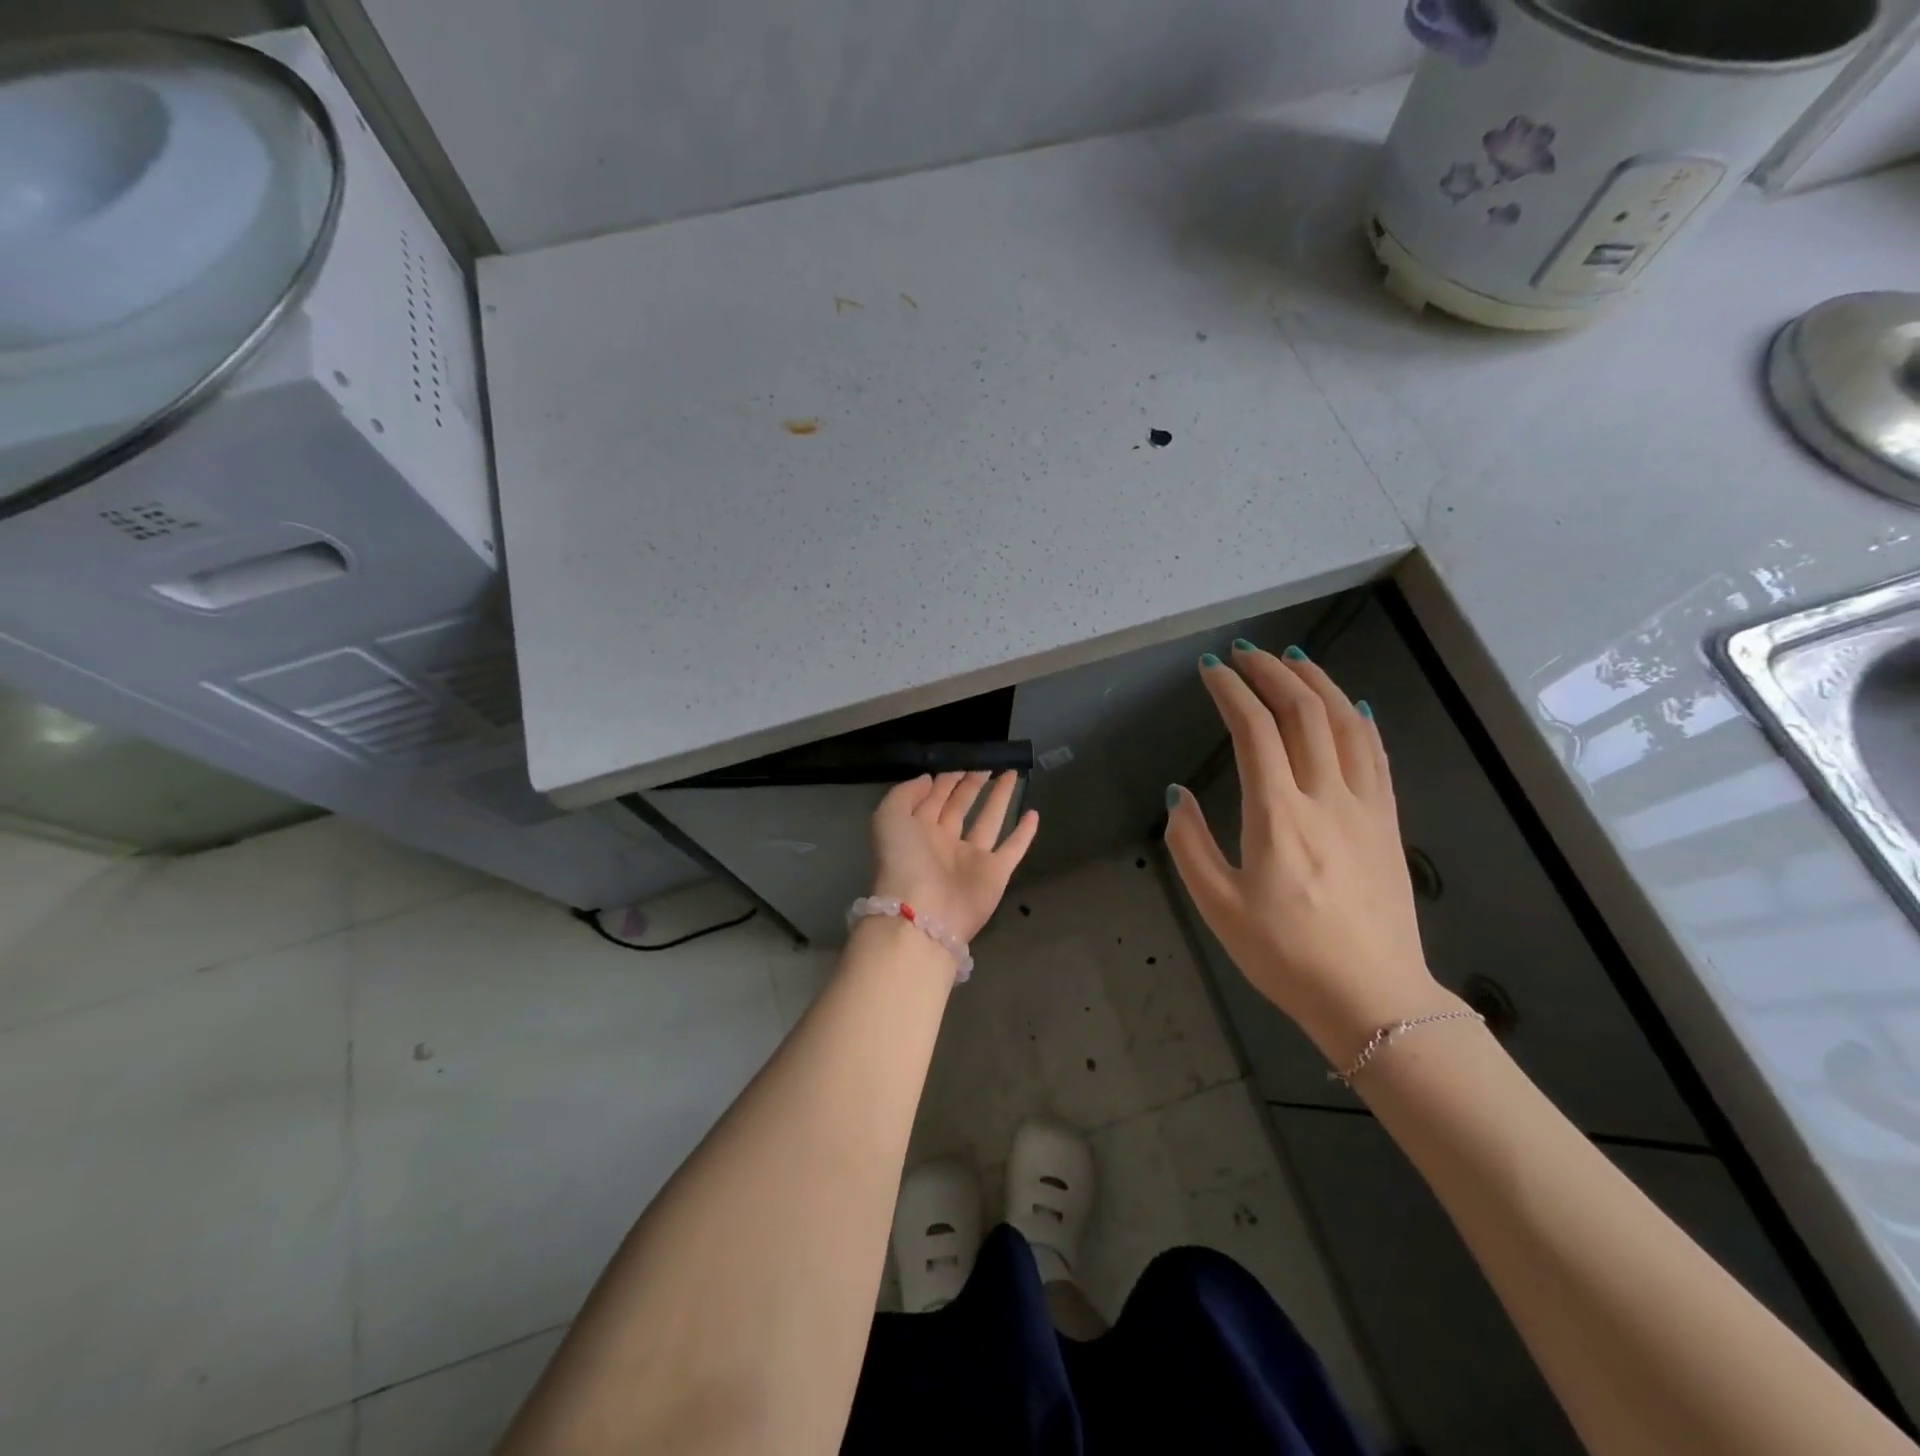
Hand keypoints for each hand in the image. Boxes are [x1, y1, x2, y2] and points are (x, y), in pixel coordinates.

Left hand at [870, 771, 1039, 941]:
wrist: (923, 914)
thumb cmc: (904, 861)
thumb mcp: (889, 817)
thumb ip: (905, 793)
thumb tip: (929, 778)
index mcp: (917, 830)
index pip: (933, 798)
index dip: (946, 779)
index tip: (962, 759)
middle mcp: (944, 842)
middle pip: (960, 806)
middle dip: (972, 784)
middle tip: (988, 763)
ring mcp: (971, 859)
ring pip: (988, 821)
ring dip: (1000, 798)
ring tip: (1012, 774)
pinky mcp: (995, 873)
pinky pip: (1012, 848)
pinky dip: (1024, 833)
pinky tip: (1034, 813)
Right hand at [1164, 644, 1454, 1063]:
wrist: (1372, 997)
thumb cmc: (1285, 955)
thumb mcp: (1217, 906)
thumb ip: (1189, 844)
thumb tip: (1178, 795)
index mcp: (1277, 815)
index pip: (1254, 730)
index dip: (1231, 692)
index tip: (1210, 671)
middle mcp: (1325, 797)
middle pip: (1303, 712)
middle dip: (1272, 672)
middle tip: (1245, 653)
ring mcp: (1364, 807)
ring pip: (1346, 723)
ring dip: (1317, 683)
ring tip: (1292, 660)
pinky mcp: (1388, 822)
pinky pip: (1376, 754)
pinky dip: (1358, 719)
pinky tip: (1349, 705)